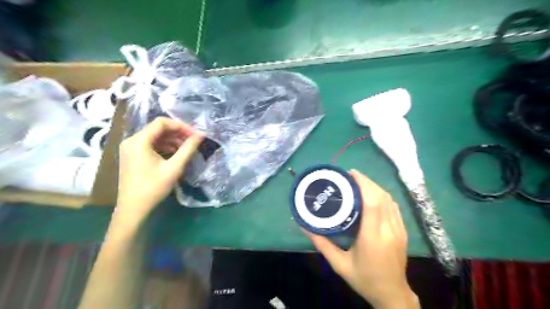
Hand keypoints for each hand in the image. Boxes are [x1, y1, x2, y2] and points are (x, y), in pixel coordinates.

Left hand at [116, 117, 203, 222]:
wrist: (133, 208)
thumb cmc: (153, 187)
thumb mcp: (174, 167)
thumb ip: (188, 149)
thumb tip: (200, 135)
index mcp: (139, 141)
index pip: (161, 123)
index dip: (180, 126)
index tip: (194, 134)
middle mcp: (132, 140)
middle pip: (158, 129)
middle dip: (178, 133)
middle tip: (193, 140)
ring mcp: (131, 148)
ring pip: (155, 137)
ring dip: (172, 140)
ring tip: (187, 148)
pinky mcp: (133, 155)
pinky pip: (151, 145)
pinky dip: (165, 146)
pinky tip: (176, 153)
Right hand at [302, 171, 419, 307]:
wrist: (392, 295)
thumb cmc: (363, 279)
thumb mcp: (339, 264)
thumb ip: (321, 243)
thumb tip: (304, 225)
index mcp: (372, 237)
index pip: (372, 202)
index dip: (363, 184)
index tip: (350, 174)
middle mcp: (388, 230)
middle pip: (381, 197)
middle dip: (367, 181)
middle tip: (350, 175)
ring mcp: (399, 230)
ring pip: (389, 200)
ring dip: (375, 187)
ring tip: (359, 182)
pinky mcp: (403, 231)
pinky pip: (394, 207)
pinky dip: (383, 195)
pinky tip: (372, 194)